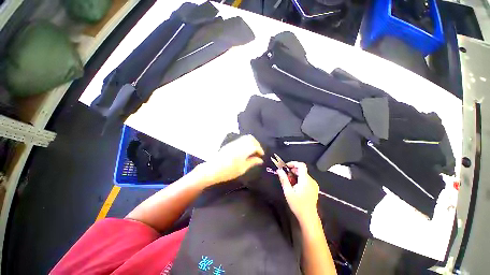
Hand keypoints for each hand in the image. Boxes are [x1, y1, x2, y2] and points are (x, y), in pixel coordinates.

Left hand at [199, 135, 264, 184]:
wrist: (212, 169)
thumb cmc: (228, 172)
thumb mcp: (242, 169)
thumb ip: (252, 162)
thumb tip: (260, 160)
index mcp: (243, 150)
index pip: (255, 145)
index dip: (260, 149)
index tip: (262, 155)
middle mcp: (239, 144)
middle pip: (251, 138)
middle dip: (256, 144)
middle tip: (258, 152)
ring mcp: (233, 143)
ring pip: (245, 138)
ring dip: (251, 142)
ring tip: (252, 151)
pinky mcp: (230, 144)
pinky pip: (240, 140)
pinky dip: (246, 143)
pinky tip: (245, 150)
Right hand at [277, 162, 318, 223]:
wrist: (308, 216)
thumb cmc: (297, 204)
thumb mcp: (288, 191)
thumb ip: (283, 179)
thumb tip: (279, 170)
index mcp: (305, 180)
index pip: (301, 165)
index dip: (293, 163)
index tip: (286, 167)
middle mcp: (311, 180)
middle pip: (301, 170)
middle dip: (292, 170)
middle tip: (285, 176)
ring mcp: (314, 184)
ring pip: (303, 174)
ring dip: (295, 175)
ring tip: (289, 182)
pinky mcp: (314, 188)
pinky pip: (306, 179)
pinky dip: (299, 179)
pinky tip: (295, 186)